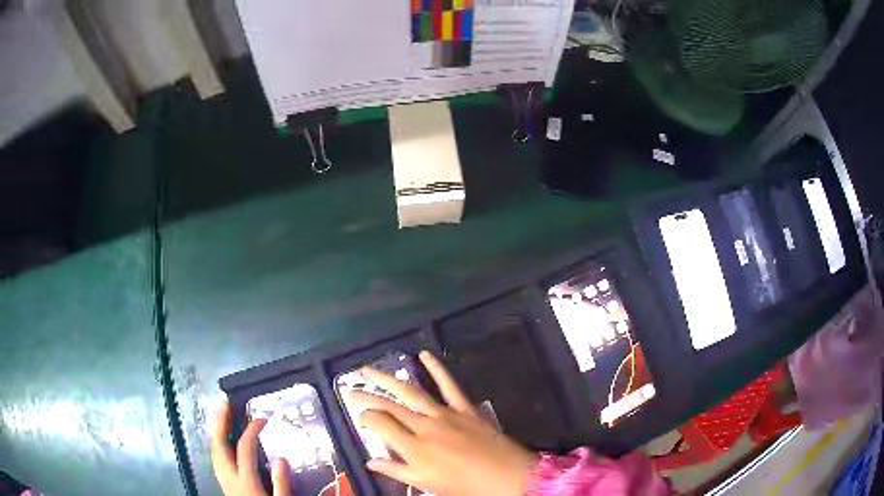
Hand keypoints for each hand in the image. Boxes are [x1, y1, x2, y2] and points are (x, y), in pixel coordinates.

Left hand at [211, 400, 291, 495]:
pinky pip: (215, 457)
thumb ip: (281, 483)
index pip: (244, 448)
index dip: (251, 430)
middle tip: (225, 403)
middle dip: (220, 422)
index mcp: (244, 480)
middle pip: (218, 444)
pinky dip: (216, 442)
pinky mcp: (222, 482)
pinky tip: (219, 438)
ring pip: (213, 449)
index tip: (261, 419)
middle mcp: (229, 476)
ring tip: (219, 414)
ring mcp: (223, 478)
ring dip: (215, 429)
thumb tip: (280, 457)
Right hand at [348, 351, 537, 495]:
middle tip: (349, 387)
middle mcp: (424, 426)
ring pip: (410, 391)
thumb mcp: (427, 484)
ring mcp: (445, 414)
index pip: (379, 424)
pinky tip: (423, 354)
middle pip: (389, 406)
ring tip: (367, 370)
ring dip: (387, 379)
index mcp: (413, 448)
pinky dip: (436, 368)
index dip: (364, 417)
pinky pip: (448, 384)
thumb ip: (396, 471)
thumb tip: (370, 461)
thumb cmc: (464, 486)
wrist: (506, 476)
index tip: (359, 417)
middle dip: (366, 395)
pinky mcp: (465, 407)